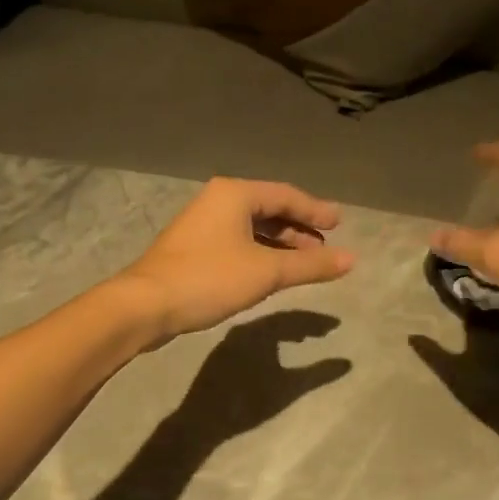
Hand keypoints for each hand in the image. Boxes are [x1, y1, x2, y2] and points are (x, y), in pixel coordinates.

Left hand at [114, 179, 354, 342]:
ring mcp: (203, 223)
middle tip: (325, 246)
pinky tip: (272, 270)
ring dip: (281, 242)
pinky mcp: (194, 247)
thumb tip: (352, 260)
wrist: (146, 304)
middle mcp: (218, 201)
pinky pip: (238, 241)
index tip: (340, 225)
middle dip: (299, 228)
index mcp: (235, 194)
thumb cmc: (209, 278)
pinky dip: (261, 252)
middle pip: (269, 208)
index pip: (286, 195)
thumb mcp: (267, 272)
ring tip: (305, 261)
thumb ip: (310, 265)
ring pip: (252, 227)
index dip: (316, 210)